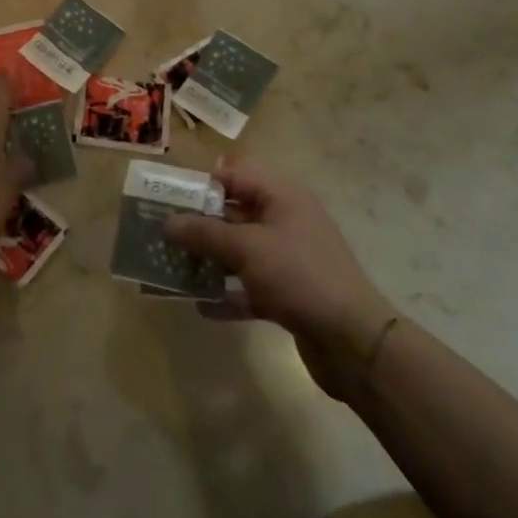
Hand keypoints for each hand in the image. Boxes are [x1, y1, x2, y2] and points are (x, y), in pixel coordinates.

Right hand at [165, 161, 396, 401]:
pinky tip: (201, 306)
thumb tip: (168, 222)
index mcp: (282, 197)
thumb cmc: (299, 276)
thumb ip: (205, 233)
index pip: (236, 175)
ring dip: (211, 259)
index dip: (203, 182)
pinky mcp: (290, 295)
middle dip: (201, 223)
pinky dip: (228, 293)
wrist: (354, 342)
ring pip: (241, 251)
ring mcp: (289, 259)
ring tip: (174, 267)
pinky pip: (250, 286)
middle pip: (236, 213)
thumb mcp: (247, 248)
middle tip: (164, 232)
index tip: (170, 196)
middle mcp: (286, 221)